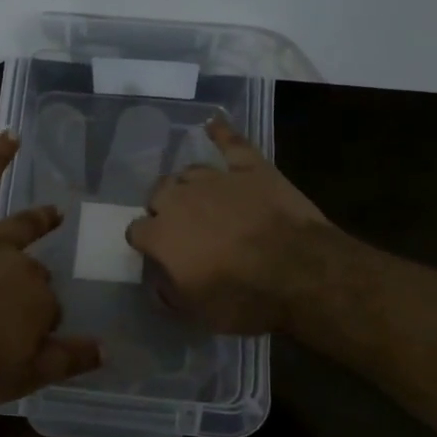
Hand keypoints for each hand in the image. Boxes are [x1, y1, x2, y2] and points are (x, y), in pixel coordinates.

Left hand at [0, 132, 102, 407]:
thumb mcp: (23, 377)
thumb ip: (68, 360)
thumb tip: (107, 348)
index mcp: (39, 302)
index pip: (49, 311)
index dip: (37, 326)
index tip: (19, 341)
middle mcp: (21, 267)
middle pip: (34, 274)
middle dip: (30, 288)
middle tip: (12, 308)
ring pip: (20, 228)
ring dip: (39, 219)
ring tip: (54, 212)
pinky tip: (11, 136)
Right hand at [125, 117, 331, 334]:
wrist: (299, 272)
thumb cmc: (243, 298)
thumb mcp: (197, 313)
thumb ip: (169, 295)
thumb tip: (158, 284)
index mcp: (161, 235)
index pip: (137, 231)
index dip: (146, 242)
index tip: (156, 253)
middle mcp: (180, 200)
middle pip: (159, 193)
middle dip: (163, 208)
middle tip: (182, 227)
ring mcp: (217, 179)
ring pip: (189, 172)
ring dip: (189, 185)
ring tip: (200, 197)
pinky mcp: (251, 168)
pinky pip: (231, 142)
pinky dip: (221, 133)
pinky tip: (213, 124)